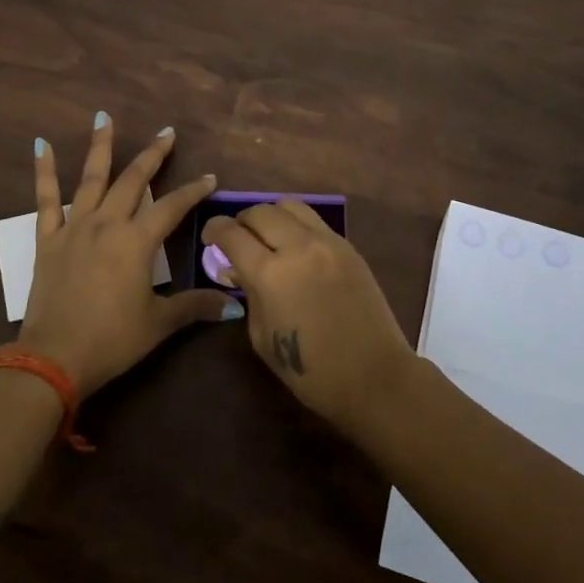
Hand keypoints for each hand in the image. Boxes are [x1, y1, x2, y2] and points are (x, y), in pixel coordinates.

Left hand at [22, 113, 234, 396]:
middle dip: (152, 155)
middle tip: (166, 132)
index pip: (171, 207)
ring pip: (91, 178)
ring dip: (100, 147)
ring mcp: (74, 228)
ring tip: (104, 117)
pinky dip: (44, 171)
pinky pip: (46, 199)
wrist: (54, 357)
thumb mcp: (159, 323)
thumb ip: (194, 306)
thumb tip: (233, 304)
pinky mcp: (47, 239)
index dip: (193, 191)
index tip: (209, 178)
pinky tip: (42, 144)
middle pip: (133, 181)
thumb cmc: (112, 340)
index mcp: (136, 242)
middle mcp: (107, 224)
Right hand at [201, 200, 415, 438]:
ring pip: (290, 206)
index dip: (214, 230)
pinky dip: (297, 226)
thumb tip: (236, 269)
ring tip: (268, 238)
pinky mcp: (349, 247)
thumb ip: (248, 294)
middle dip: (242, 221)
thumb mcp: (262, 336)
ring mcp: (328, 243)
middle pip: (260, 211)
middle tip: (238, 239)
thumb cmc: (310, 370)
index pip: (232, 233)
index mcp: (270, 273)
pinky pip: (315, 222)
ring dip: (271, 217)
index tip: (210, 237)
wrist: (373, 376)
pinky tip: (296, 249)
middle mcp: (298, 247)